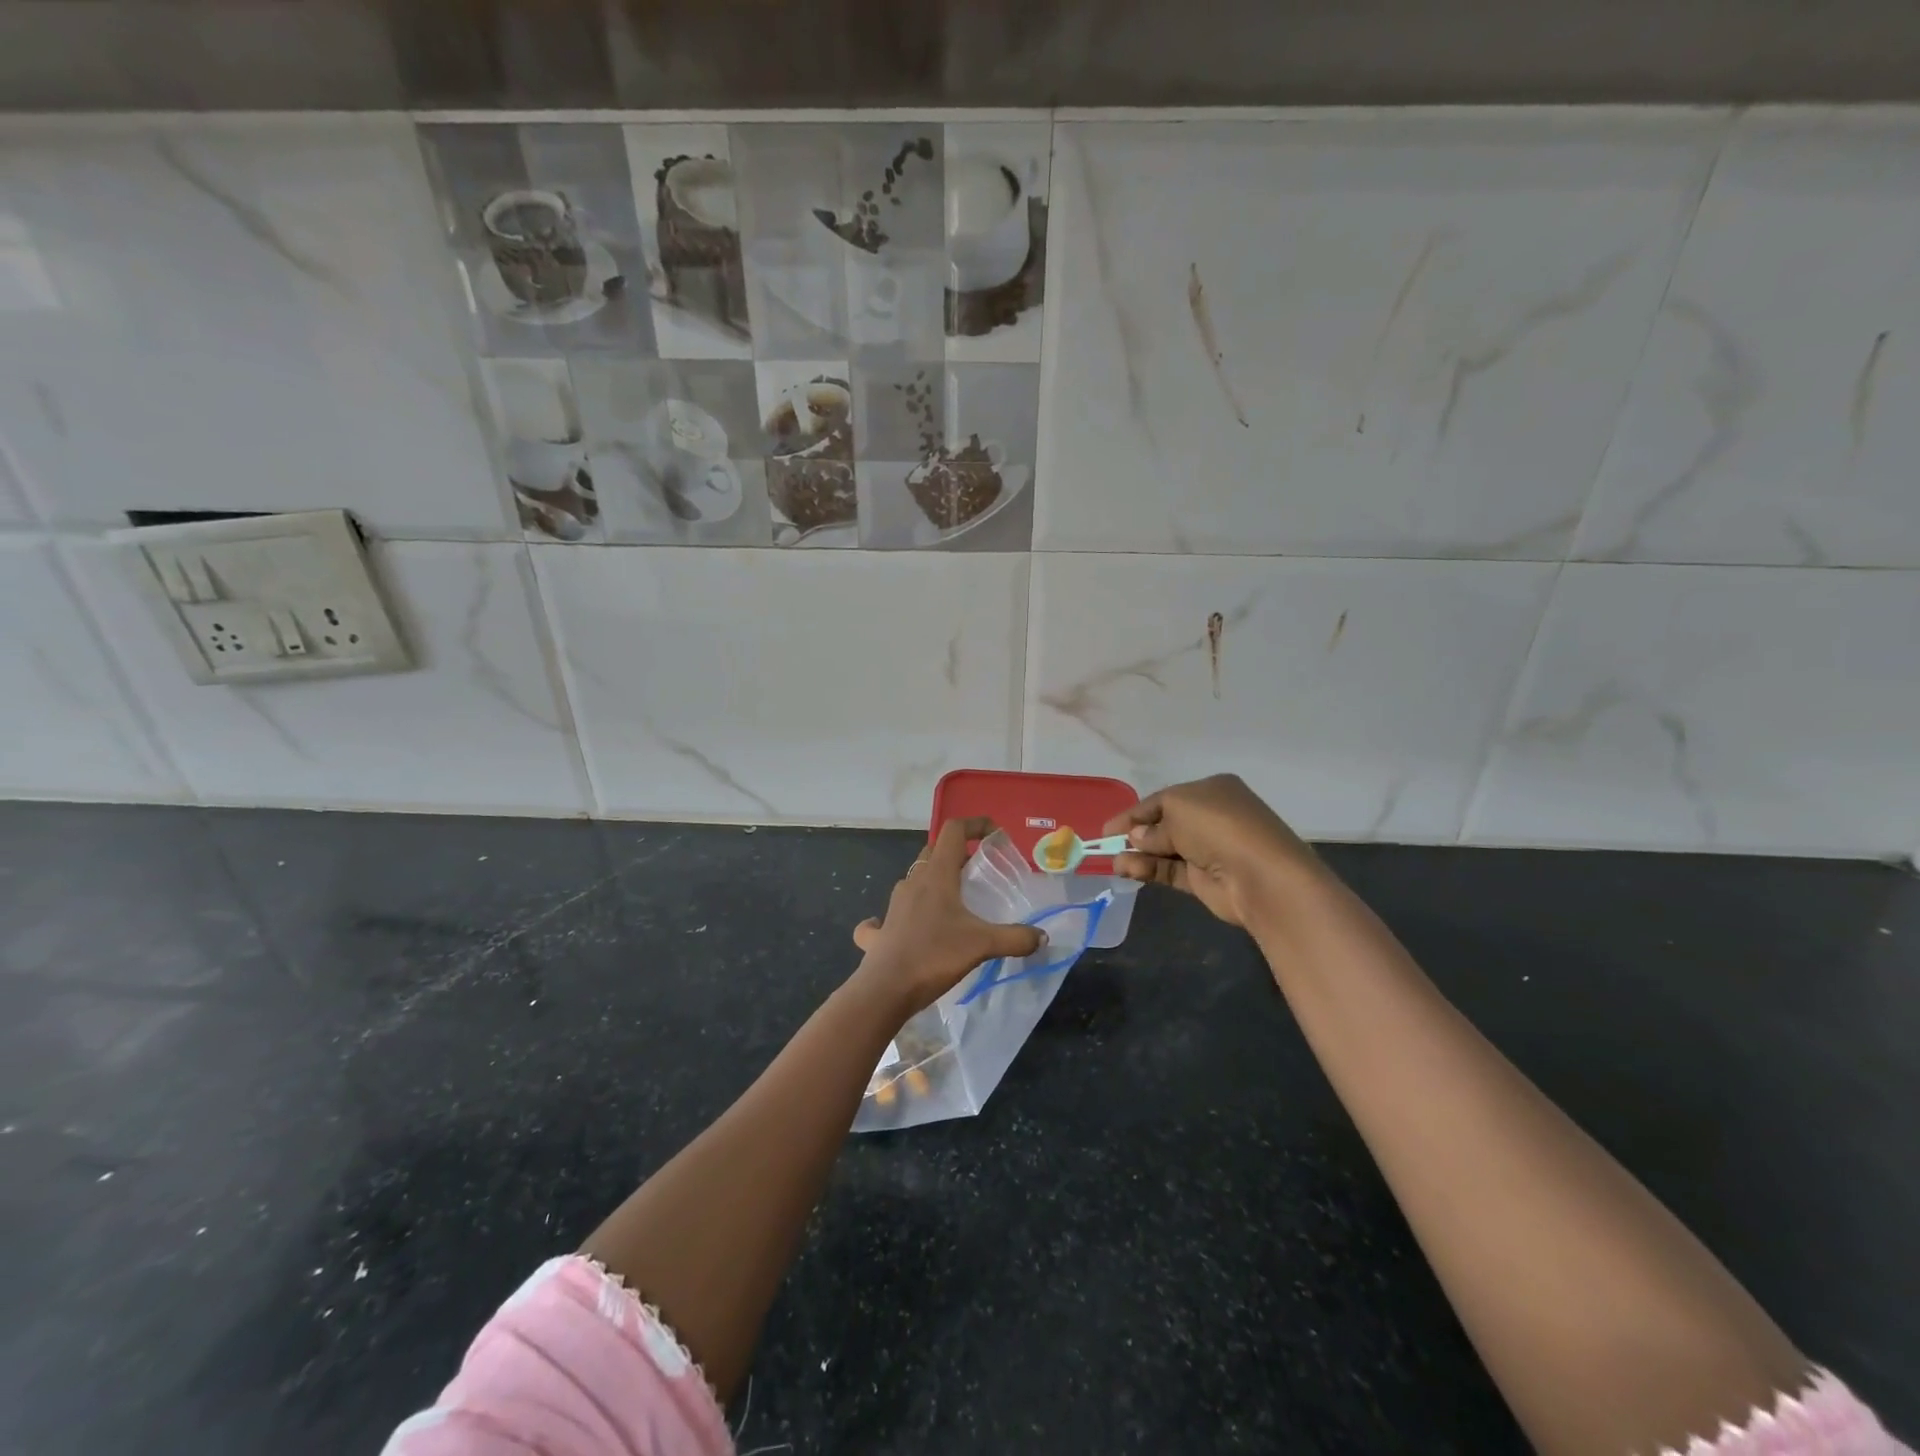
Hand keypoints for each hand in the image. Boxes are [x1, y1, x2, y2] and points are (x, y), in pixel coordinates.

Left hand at [850, 817, 1044, 1016]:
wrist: (885, 990)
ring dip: (933, 882)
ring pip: (914, 880)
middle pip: (934, 852)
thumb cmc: (934, 956)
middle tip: (979, 872)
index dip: (975, 825)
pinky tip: (908, 926)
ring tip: (955, 901)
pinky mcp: (880, 931)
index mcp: (936, 875)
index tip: (994, 835)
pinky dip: (901, 914)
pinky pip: (887, 916)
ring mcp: (893, 905)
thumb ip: (1015, 938)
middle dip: (957, 855)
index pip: (953, 831)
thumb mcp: (982, 945)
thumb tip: (1042, 937)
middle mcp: (912, 882)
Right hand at [1102, 774, 1322, 927]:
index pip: (1165, 799)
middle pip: (1164, 823)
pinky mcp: (1205, 878)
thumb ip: (1152, 825)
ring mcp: (1209, 849)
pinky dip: (1148, 869)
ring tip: (1114, 862)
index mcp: (1211, 790)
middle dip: (1136, 833)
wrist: (1261, 875)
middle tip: (1108, 843)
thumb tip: (1136, 837)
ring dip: (1138, 854)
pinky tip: (1127, 869)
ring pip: (1164, 849)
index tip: (1108, 827)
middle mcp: (1211, 816)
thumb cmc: (1218, 827)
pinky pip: (1170, 870)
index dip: (1135, 812)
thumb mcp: (1177, 811)